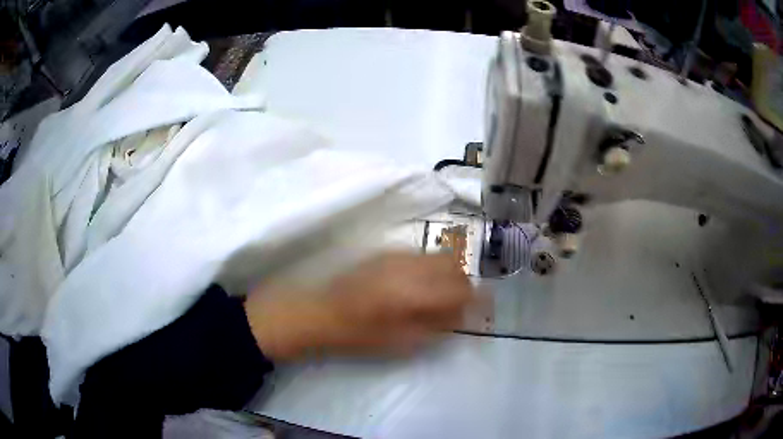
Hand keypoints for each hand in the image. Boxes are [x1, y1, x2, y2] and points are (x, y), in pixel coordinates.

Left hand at [244, 252, 474, 360]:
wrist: (321, 311)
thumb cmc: (359, 335)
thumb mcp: (402, 342)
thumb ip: (437, 327)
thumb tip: (462, 315)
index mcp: (415, 292)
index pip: (461, 289)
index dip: (478, 299)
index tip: (483, 309)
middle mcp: (410, 266)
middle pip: (454, 265)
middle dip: (464, 283)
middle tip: (460, 303)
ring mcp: (397, 256)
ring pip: (438, 256)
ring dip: (449, 273)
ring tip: (441, 294)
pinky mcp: (386, 253)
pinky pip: (421, 255)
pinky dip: (431, 267)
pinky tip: (419, 284)